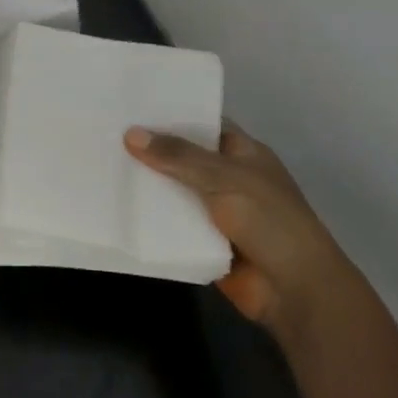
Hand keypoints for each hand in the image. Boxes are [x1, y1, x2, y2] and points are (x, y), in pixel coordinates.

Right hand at [125, 122, 349, 342]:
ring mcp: (217, 212)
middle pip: (183, 158)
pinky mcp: (204, 243)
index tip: (132, 105)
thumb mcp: (224, 177)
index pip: (203, 123)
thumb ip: (178, 156)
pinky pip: (172, 225)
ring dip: (147, 186)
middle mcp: (228, 178)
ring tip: (102, 165)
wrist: (296, 292)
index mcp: (243, 153)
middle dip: (151, 150)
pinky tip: (116, 206)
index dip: (171, 114)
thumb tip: (130, 134)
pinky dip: (151, 219)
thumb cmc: (270, 221)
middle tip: (105, 132)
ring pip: (174, 192)